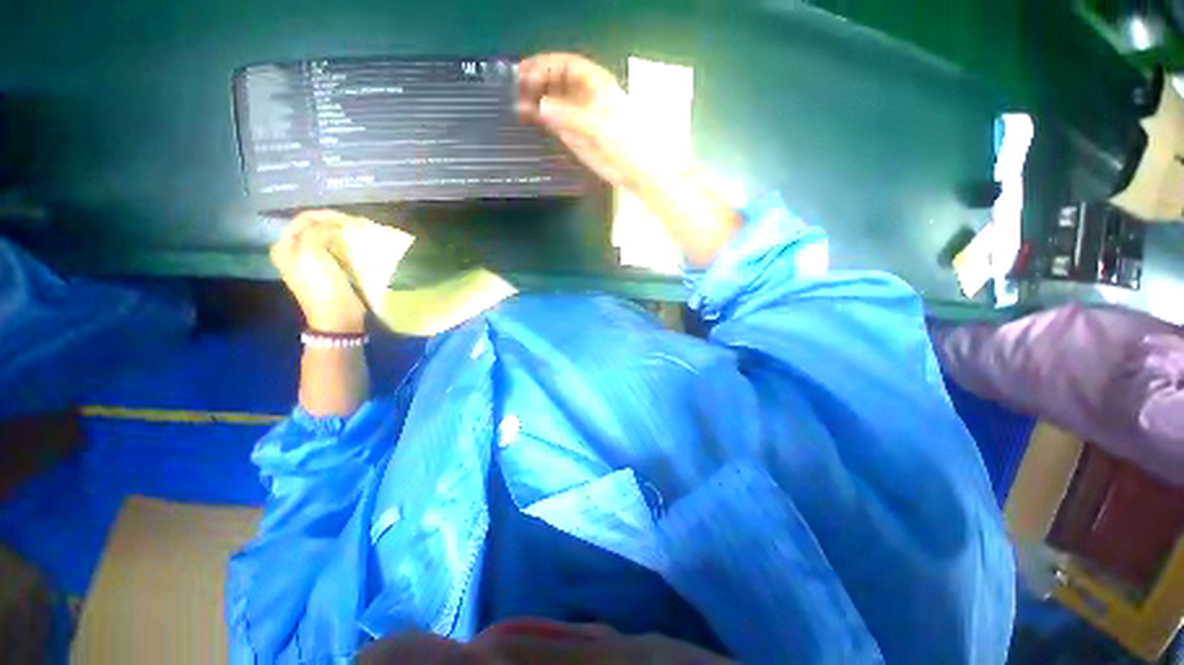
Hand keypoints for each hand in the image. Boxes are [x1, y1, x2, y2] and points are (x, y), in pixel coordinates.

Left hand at [270, 210, 366, 333]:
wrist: (337, 315)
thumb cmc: (321, 285)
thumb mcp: (311, 253)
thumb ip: (317, 232)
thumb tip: (332, 225)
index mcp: (285, 247)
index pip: (304, 219)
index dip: (326, 215)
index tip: (350, 219)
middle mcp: (296, 252)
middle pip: (316, 228)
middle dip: (336, 224)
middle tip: (357, 225)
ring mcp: (313, 262)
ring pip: (328, 239)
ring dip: (344, 234)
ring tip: (360, 233)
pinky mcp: (330, 270)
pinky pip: (338, 251)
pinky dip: (348, 246)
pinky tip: (359, 246)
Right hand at [517, 53, 683, 195]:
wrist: (635, 173)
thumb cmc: (625, 143)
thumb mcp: (599, 126)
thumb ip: (570, 116)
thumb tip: (539, 106)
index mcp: (597, 84)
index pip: (568, 65)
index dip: (546, 64)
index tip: (525, 71)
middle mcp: (586, 96)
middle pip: (558, 80)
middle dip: (538, 80)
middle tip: (516, 87)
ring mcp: (580, 115)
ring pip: (554, 100)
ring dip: (536, 98)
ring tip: (516, 102)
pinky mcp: (575, 135)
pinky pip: (555, 121)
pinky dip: (541, 117)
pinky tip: (527, 115)